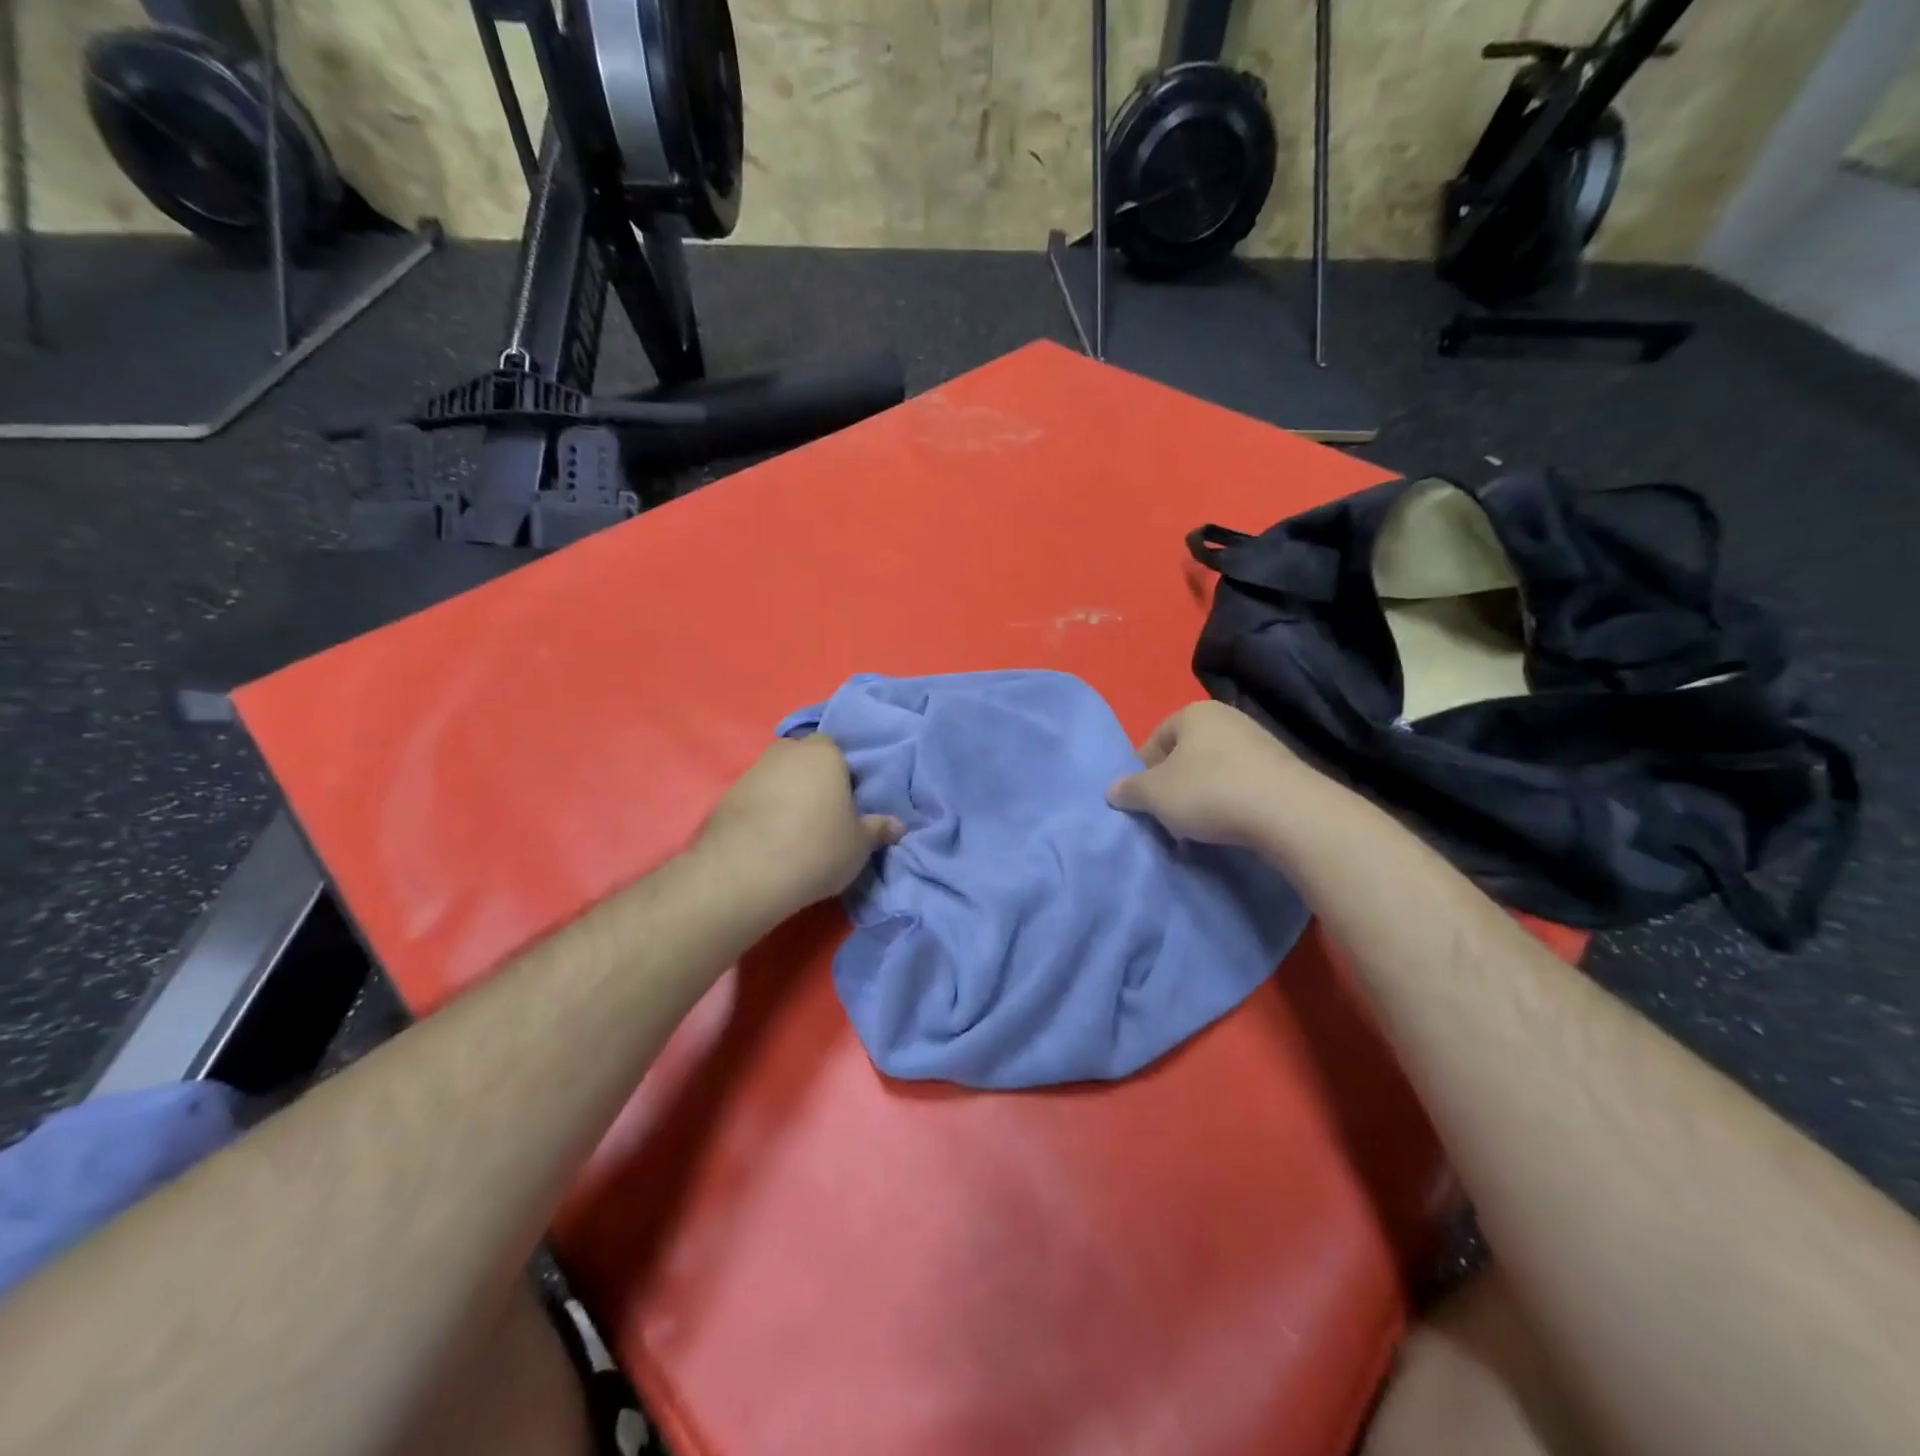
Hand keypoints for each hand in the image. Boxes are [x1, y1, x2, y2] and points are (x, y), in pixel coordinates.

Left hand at [694, 737, 903, 919]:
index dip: (843, 774)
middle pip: (804, 760)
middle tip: (824, 815)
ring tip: (795, 833)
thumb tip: (898, 825)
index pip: (837, 749)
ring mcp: (752, 772)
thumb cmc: (817, 848)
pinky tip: (769, 841)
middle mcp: (786, 752)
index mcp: (823, 753)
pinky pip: (755, 799)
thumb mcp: (860, 845)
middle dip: (813, 780)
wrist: (746, 874)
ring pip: (778, 778)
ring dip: (786, 797)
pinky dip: (763, 813)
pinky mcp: (726, 797)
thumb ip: (878, 829)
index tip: (848, 802)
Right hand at [1106, 702, 1304, 847]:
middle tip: (1169, 814)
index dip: (1144, 772)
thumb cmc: (1208, 791)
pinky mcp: (1281, 768)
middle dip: (1174, 784)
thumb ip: (1129, 789)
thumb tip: (1113, 790)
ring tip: (1199, 825)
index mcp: (1193, 713)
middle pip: (1185, 754)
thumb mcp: (1154, 794)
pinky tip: (1229, 823)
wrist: (1287, 812)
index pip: (1155, 740)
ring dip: (1201, 795)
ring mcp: (1259, 741)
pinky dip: (1230, 801)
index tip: (1145, 801)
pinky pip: (1241, 783)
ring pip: (1213, 770)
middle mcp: (1227, 717)